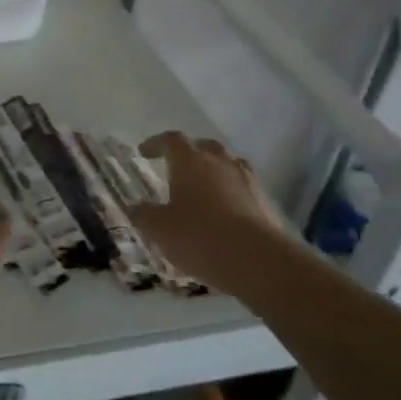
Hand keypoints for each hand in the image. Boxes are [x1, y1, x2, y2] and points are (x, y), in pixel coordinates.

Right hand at [129, 132, 282, 296]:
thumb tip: (136, 207)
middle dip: (189, 153)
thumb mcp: (160, 229)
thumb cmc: (199, 236)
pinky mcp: (264, 201)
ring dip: (213, 172)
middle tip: (177, 167)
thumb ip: (144, 215)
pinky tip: (223, 212)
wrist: (256, 259)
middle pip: (204, 146)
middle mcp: (220, 162)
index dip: (156, 143)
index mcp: (190, 162)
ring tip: (203, 190)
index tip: (145, 152)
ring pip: (227, 165)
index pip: (171, 140)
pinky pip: (242, 187)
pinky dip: (230, 193)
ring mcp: (246, 180)